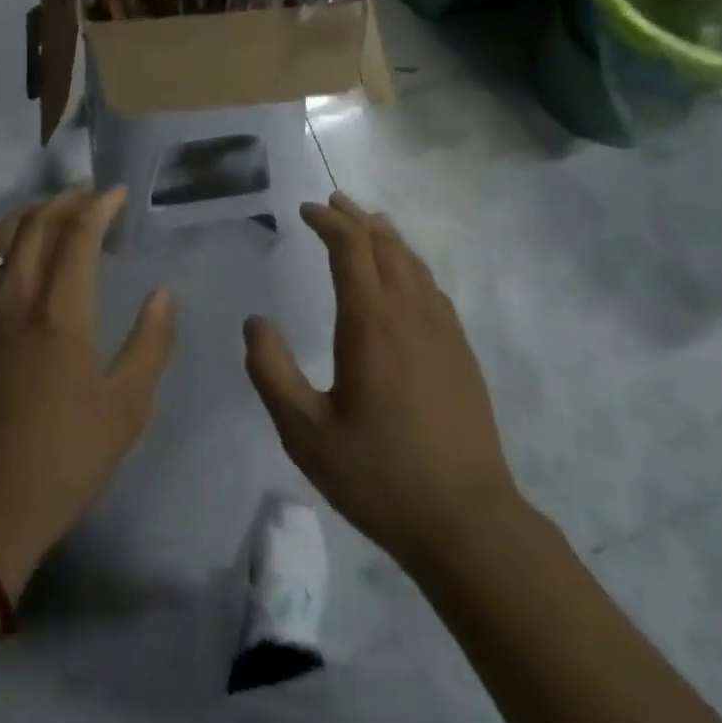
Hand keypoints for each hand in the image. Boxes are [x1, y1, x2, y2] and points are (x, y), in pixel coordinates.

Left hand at [0, 187, 176, 596]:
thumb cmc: (58, 463)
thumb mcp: (124, 411)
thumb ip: (150, 345)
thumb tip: (163, 294)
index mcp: (58, 313)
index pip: (78, 234)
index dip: (99, 206)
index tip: (117, 193)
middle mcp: (11, 299)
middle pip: (34, 226)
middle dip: (64, 201)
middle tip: (88, 195)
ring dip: (26, 216)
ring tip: (47, 213)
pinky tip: (2, 259)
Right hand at [244, 192, 520, 574]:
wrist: (467, 519)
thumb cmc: (379, 475)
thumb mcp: (306, 434)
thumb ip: (272, 373)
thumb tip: (254, 323)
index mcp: (370, 322)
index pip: (350, 247)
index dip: (328, 220)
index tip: (306, 209)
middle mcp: (410, 312)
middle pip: (384, 244)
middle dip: (354, 218)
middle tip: (331, 202)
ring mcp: (442, 329)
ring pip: (413, 261)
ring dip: (385, 235)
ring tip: (367, 222)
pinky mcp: (460, 349)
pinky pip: (431, 286)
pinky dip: (410, 262)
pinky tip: (405, 274)